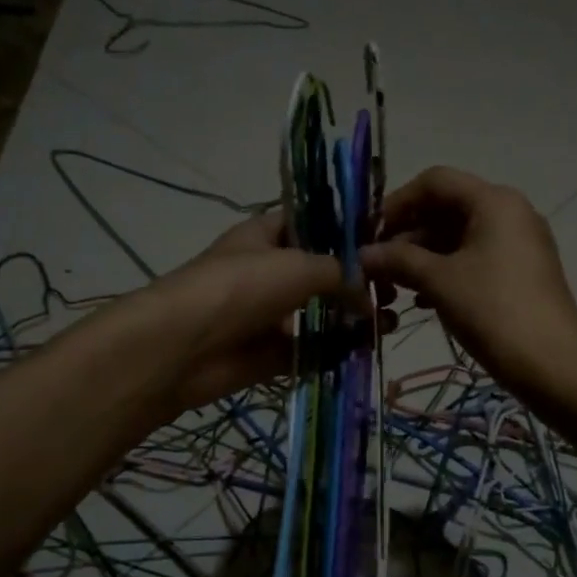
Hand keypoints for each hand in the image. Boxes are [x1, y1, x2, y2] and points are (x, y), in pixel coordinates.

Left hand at [142, 210, 386, 414]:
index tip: (385, 240)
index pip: (312, 222)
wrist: (184, 346)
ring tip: (389, 322)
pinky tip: (365, 349)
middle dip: (355, 280)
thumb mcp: (299, 265)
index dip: (346, 229)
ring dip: (351, 318)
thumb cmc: (240, 287)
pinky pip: (311, 350)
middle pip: (320, 271)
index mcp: (267, 235)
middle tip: (393, 290)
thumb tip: (369, 297)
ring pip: (319, 313)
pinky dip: (336, 351)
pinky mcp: (270, 354)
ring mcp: (268, 314)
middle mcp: (268, 271)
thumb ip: (341, 273)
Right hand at [359, 167, 576, 396]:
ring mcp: (519, 244)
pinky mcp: (522, 273)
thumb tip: (362, 255)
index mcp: (494, 201)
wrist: (552, 364)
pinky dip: (446, 273)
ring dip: (422, 258)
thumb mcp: (439, 281)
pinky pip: (475, 260)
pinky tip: (423, 301)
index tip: (369, 234)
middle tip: (377, 267)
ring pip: (459, 238)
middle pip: (447, 208)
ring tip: (394, 288)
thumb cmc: (492, 310)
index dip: (397, 203)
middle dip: (407, 236)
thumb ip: (398, 260)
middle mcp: (510, 213)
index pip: (435, 182)